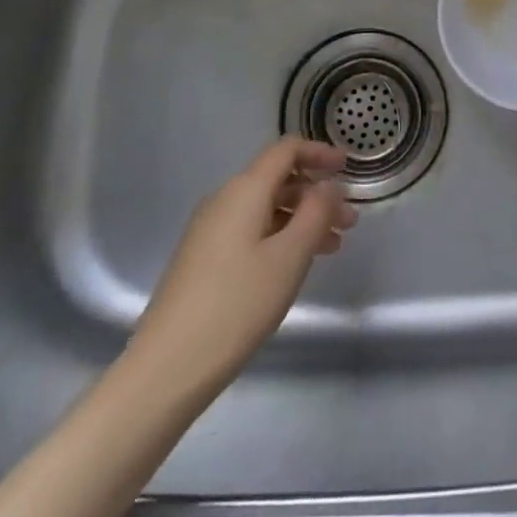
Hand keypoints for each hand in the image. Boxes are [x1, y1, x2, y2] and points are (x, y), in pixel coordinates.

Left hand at [130, 137, 356, 397]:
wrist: (167, 366)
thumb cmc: (237, 304)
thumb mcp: (290, 256)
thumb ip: (316, 213)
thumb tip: (328, 186)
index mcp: (245, 190)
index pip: (286, 150)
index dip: (320, 153)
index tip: (348, 168)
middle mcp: (224, 200)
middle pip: (277, 179)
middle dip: (316, 194)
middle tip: (349, 222)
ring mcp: (210, 230)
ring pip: (266, 208)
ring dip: (302, 219)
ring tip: (333, 248)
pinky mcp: (203, 258)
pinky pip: (251, 230)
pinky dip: (280, 236)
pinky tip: (295, 265)